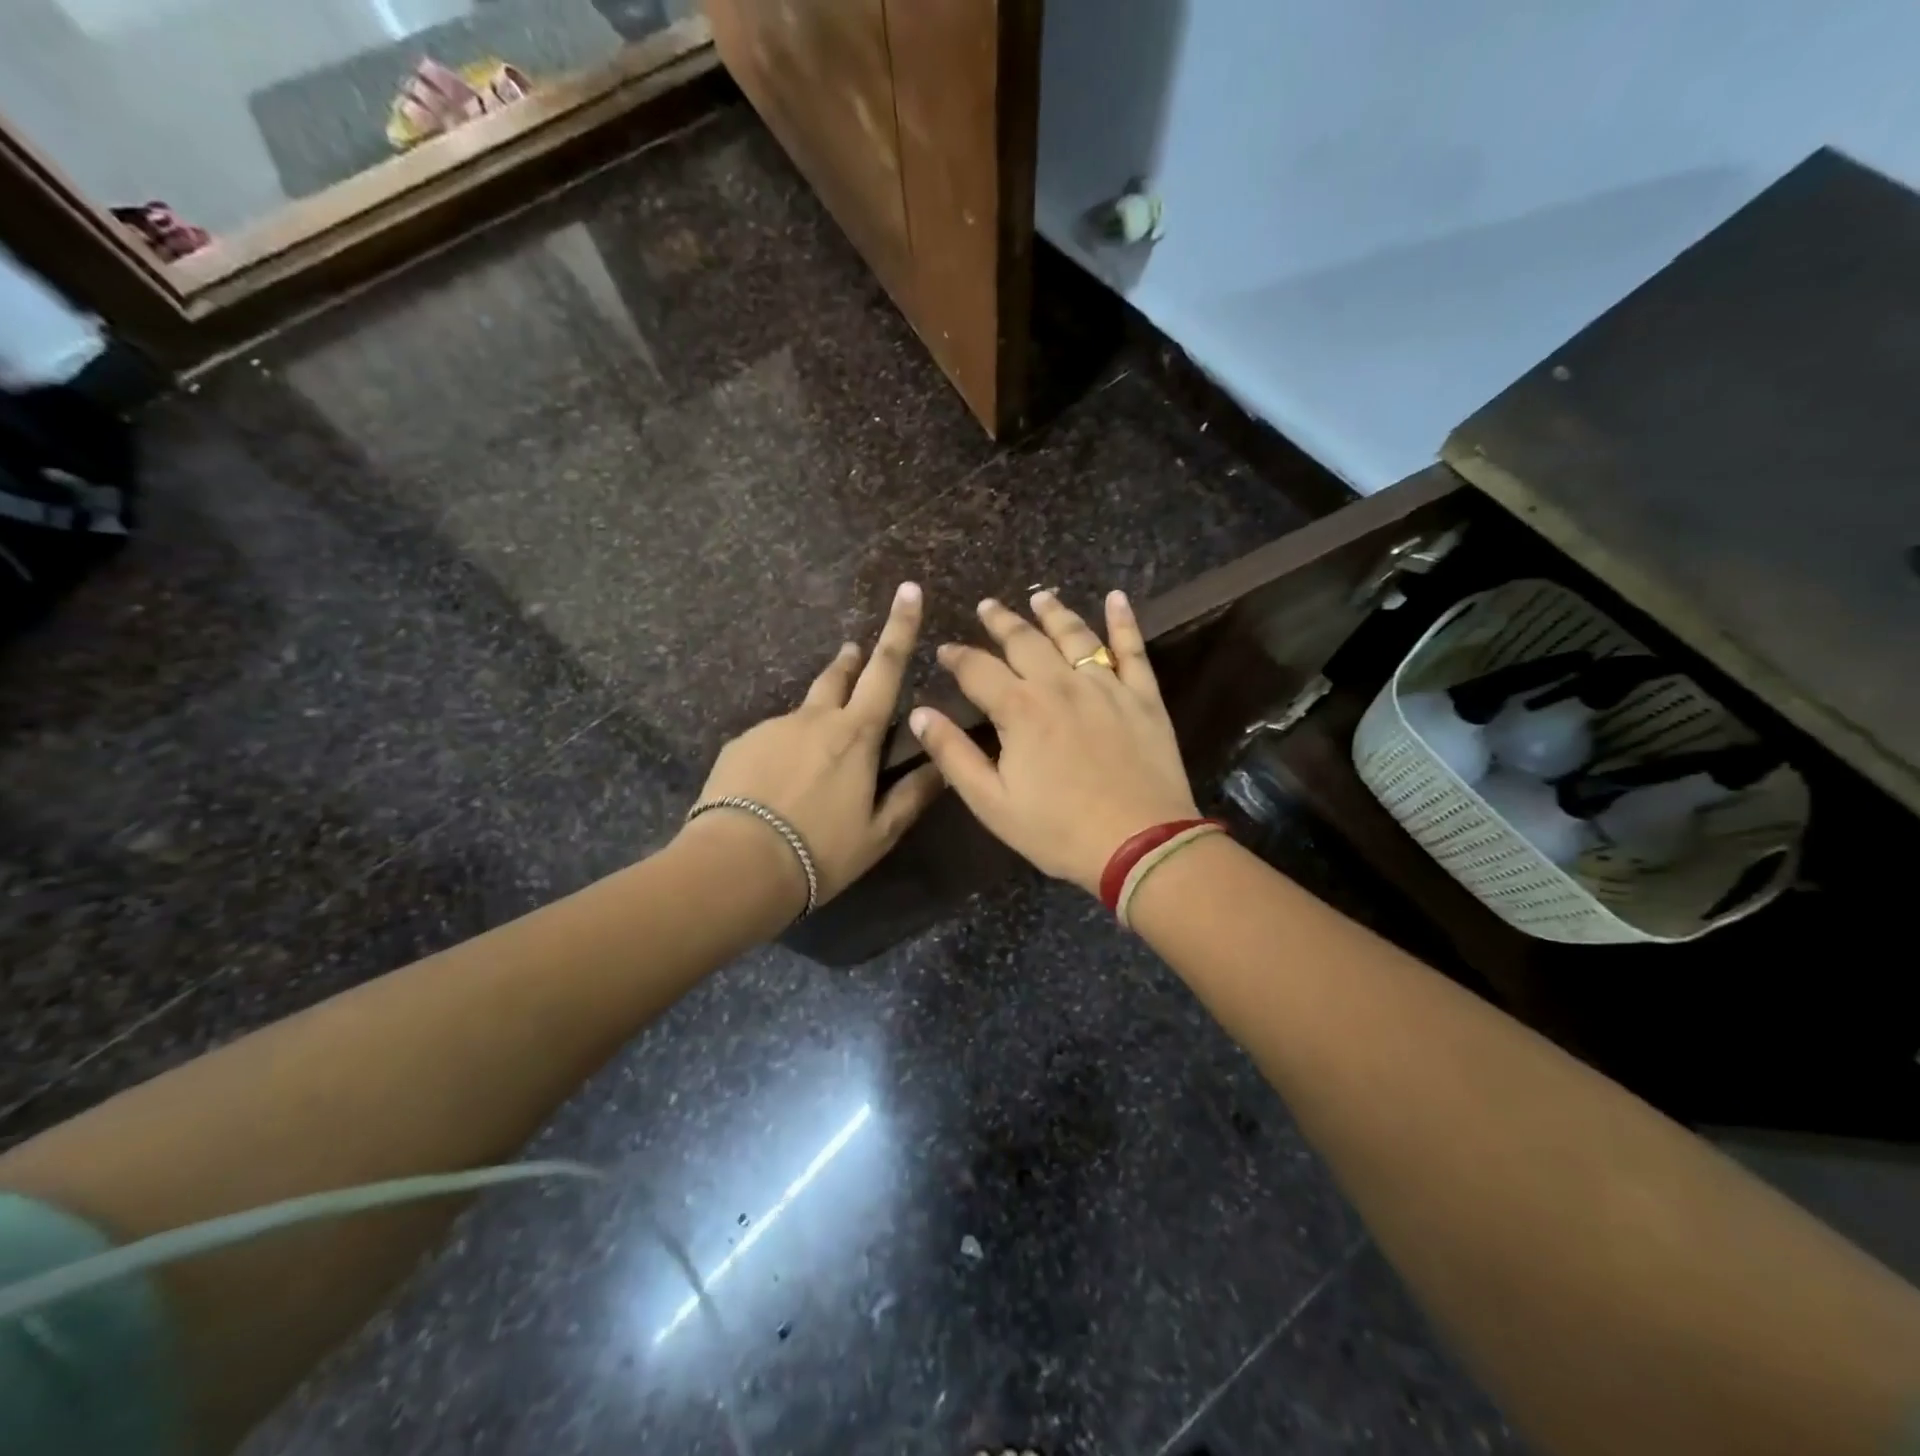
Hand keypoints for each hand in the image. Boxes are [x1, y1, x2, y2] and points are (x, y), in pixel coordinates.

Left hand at [684, 582, 943, 911]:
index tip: (907, 590)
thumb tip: (944, 766)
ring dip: (815, 721)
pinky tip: (776, 785)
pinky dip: (782, 751)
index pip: (886, 670)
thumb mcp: (879, 833)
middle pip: (837, 677)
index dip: (900, 628)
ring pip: (802, 714)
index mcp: (855, 735)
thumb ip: (913, 795)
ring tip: (813, 761)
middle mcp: (814, 719)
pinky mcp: (739, 745)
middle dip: (851, 661)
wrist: (736, 866)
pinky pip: (770, 738)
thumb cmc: (820, 851)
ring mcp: (771, 728)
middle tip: (854, 654)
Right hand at [908, 590, 1200, 896]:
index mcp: (1020, 709)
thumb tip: (920, 714)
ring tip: (1040, 597)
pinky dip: (1124, 621)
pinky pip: (1132, 649)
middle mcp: (1060, 684)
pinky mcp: (1143, 696)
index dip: (957, 656)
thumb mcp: (992, 803)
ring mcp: (1106, 686)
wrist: (1140, 844)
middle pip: (1025, 640)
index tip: (945, 650)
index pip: (978, 669)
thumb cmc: (1059, 830)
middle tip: (987, 606)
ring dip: (1053, 613)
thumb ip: (953, 755)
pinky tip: (1117, 598)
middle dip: (1001, 621)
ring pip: (1075, 635)